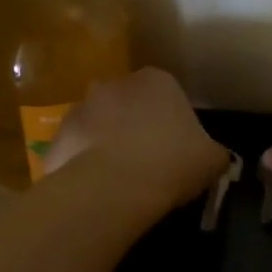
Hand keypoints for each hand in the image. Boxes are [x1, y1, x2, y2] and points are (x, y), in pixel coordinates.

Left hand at [44, 68, 230, 211]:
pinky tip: (98, 190)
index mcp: (157, 80)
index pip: (168, 95)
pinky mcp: (57, 137)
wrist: (113, 186)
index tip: (177, 150)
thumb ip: (213, 152)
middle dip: (135, 126)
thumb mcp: (212, 160)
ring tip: (121, 180)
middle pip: (129, 104)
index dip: (173, 122)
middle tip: (149, 162)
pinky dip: (85, 165)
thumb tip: (212, 156)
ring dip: (107, 143)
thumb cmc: (171, 163)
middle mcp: (114, 84)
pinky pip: (77, 151)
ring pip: (99, 125)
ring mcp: (80, 108)